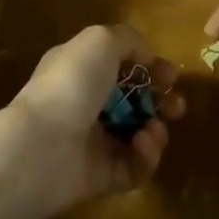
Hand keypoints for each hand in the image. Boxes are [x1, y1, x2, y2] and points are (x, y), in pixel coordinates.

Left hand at [0, 23, 184, 218]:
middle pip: (135, 102)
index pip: (122, 66)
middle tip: (175, 107)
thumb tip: (147, 58)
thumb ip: (128, 40)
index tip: (170, 75)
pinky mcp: (103, 177)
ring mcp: (95, 142)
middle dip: (162, 103)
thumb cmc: (71, 84)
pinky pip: (135, 167)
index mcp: (82, 69)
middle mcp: (87, 104)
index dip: (150, 68)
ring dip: (156, 131)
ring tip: (153, 129)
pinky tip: (142, 145)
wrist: (42, 147)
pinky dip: (146, 156)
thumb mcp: (100, 40)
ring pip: (139, 136)